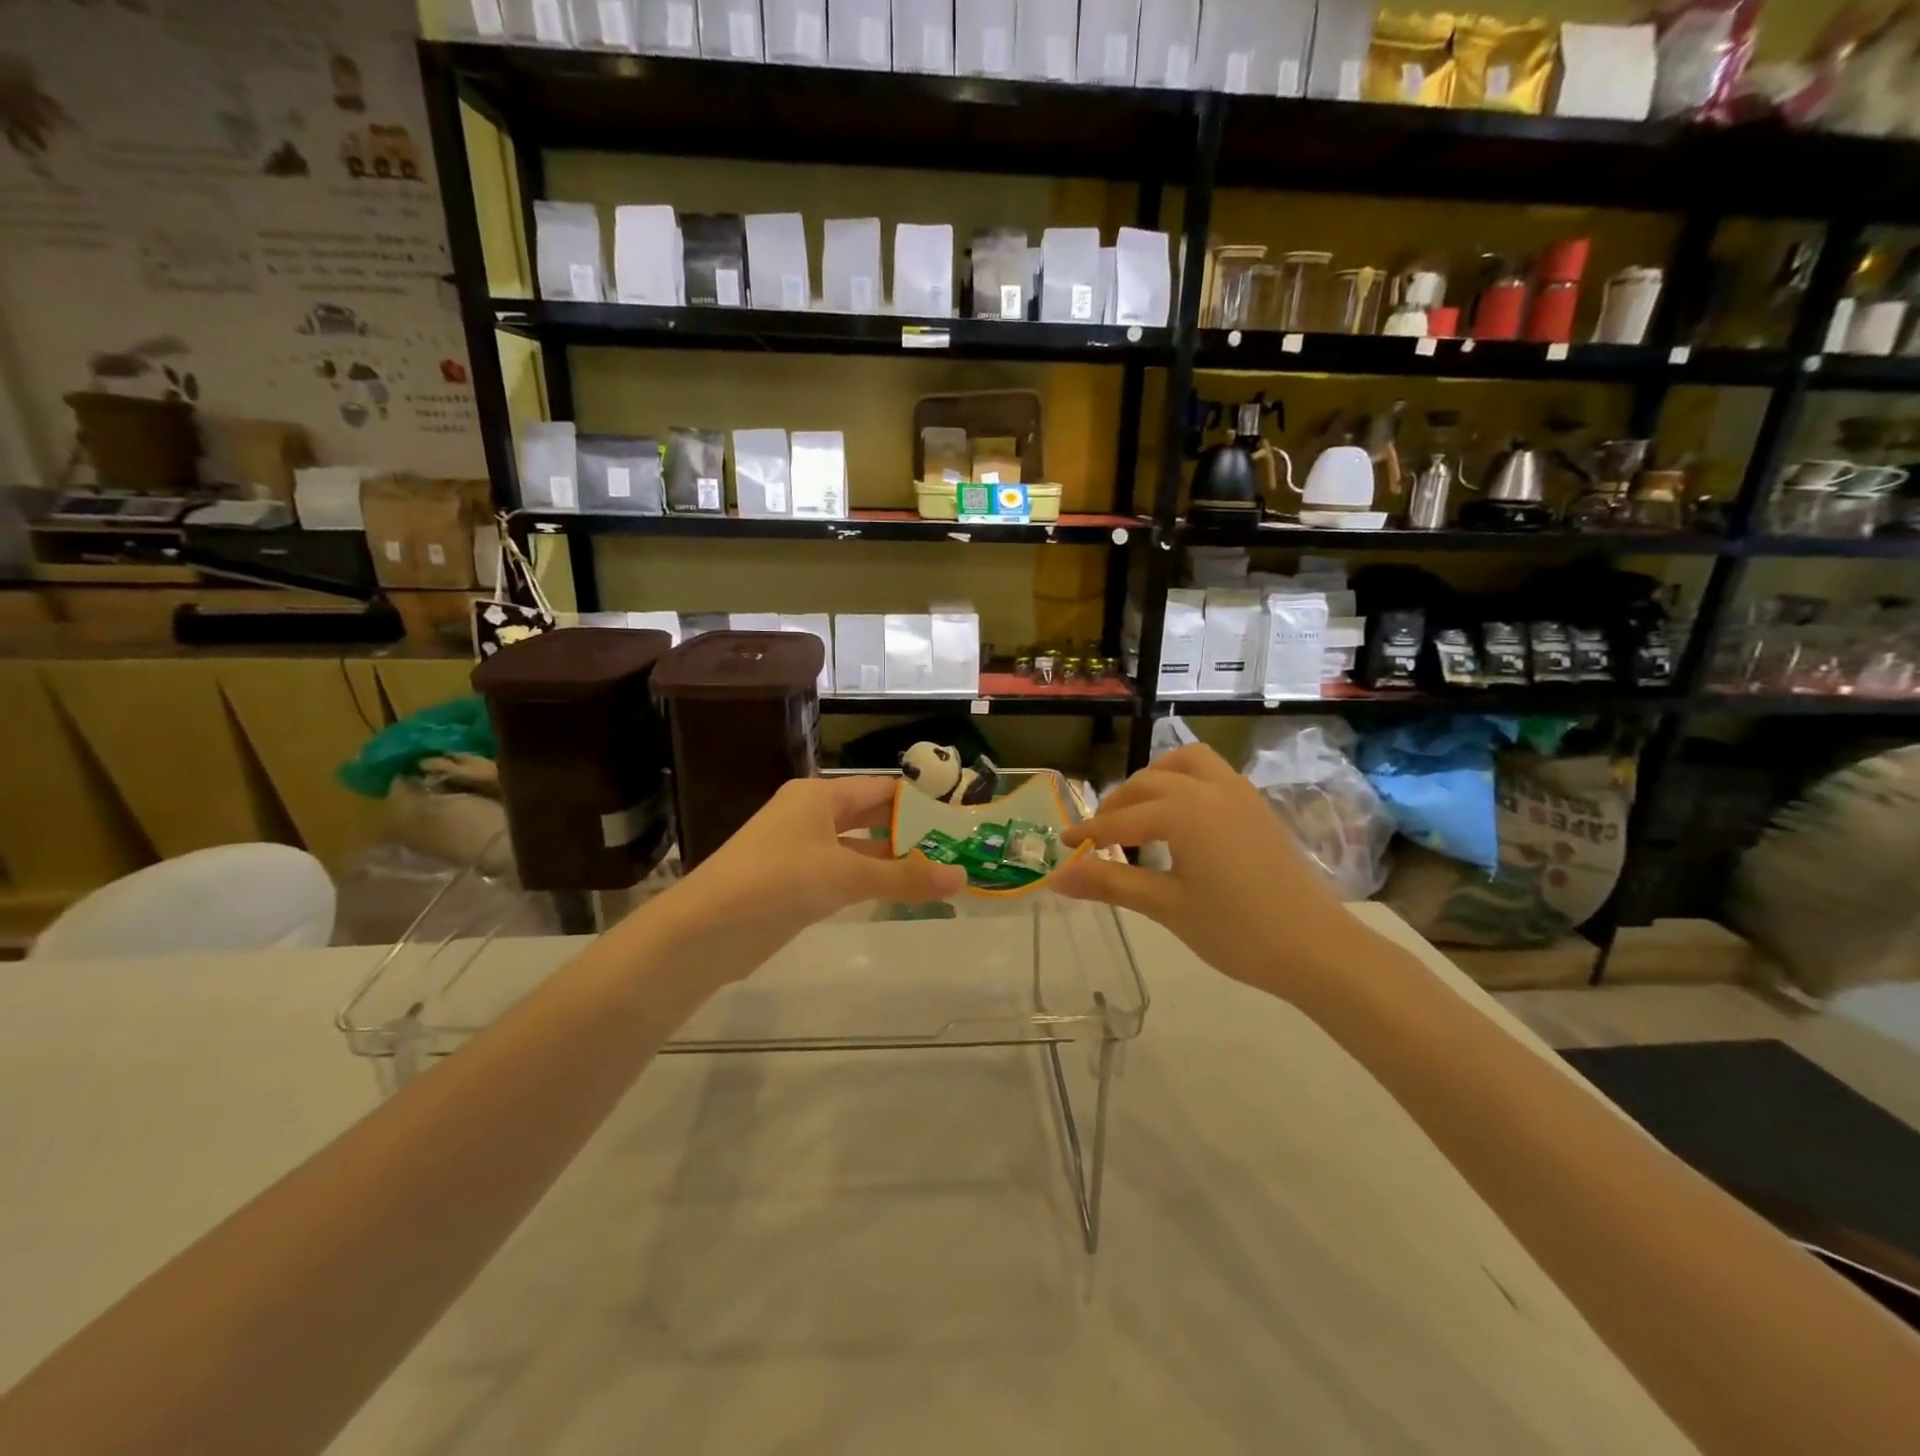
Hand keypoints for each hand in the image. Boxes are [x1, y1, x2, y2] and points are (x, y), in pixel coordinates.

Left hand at [643, 775, 965, 980]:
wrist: (705, 931)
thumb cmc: (777, 882)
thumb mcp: (845, 875)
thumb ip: (903, 877)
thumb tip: (961, 877)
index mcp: (819, 797)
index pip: (881, 789)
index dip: (919, 802)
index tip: (958, 818)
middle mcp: (811, 815)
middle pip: (871, 817)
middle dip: (910, 833)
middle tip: (956, 849)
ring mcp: (800, 850)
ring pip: (858, 848)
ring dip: (893, 861)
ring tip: (939, 873)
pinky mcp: (794, 883)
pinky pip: (843, 874)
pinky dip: (870, 881)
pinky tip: (898, 894)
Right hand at [1050, 744, 1361, 997]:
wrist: (1317, 949)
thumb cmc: (1237, 932)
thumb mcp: (1166, 907)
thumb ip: (1110, 884)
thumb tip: (1057, 877)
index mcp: (1184, 812)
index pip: (1121, 819)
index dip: (1089, 833)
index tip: (1063, 845)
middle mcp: (1210, 789)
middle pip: (1149, 784)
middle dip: (1117, 806)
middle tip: (1097, 837)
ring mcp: (1239, 794)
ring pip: (1185, 764)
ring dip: (1155, 779)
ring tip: (1138, 811)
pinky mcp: (1258, 807)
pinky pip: (1213, 774)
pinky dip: (1185, 781)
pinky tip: (1182, 816)